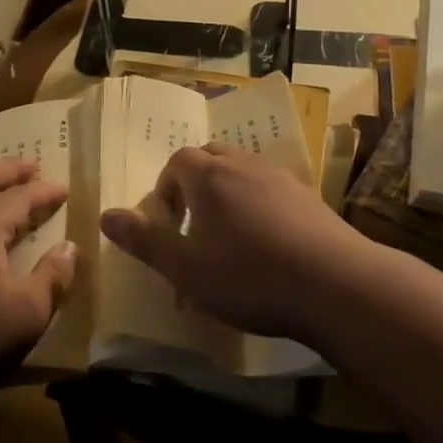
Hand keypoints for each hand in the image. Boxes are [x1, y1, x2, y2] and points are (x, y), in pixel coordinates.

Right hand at [100, 144, 363, 341]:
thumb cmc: (250, 277)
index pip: (178, 161)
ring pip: (244, 171)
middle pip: (211, 157)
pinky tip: (269, 243)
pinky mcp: (311, 198)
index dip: (165, 187)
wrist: (338, 286)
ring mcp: (282, 179)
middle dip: (196, 183)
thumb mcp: (186, 268)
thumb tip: (105, 215)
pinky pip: (272, 189)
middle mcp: (245, 166)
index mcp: (210, 177)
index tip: (168, 222)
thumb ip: (144, 240)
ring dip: (229, 193)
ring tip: (230, 235)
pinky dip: (259, 204)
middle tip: (194, 224)